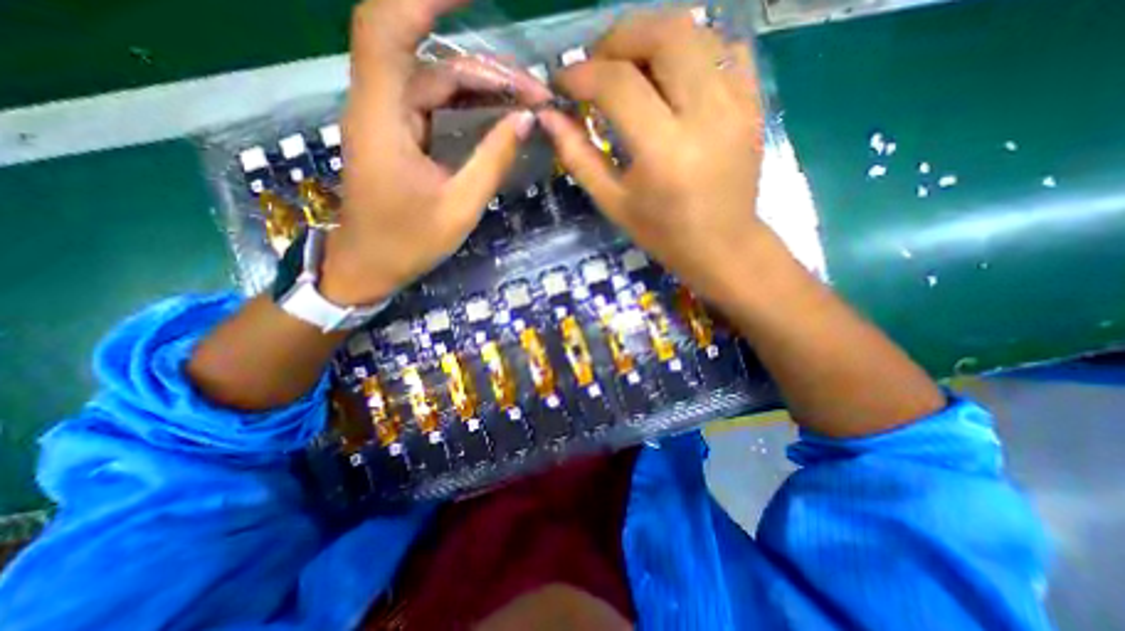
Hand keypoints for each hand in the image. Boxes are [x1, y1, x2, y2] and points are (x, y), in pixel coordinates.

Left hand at [320, 1, 551, 304]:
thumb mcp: (459, 207)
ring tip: (527, 103)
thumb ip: (492, 160)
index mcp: (382, 118)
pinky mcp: (400, 134)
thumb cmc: (408, 242)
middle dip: (487, 67)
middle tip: (534, 91)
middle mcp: (380, 106)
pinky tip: (500, 114)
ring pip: (437, 81)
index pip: (388, 27)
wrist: (370, 264)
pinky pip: (437, 104)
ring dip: (483, 87)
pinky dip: (470, 104)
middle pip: (430, 58)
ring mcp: (389, 119)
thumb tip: (526, 120)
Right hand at [534, 9, 784, 303]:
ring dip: (652, 38)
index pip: (618, 84)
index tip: (562, 83)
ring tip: (630, 67)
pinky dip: (692, 48)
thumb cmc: (663, 233)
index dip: (582, 74)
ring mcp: (737, 103)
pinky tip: (673, 75)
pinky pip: (726, 48)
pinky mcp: (754, 102)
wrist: (722, 245)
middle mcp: (705, 115)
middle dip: (618, 39)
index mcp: (664, 151)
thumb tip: (549, 116)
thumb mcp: (613, 203)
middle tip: (597, 65)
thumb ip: (578, 157)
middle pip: (663, 35)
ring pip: (696, 31)